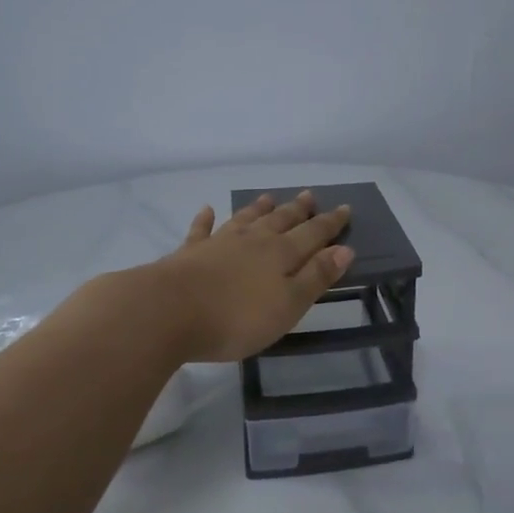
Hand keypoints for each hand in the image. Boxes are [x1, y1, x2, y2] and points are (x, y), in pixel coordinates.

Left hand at [145, 191, 355, 362]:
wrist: (168, 312)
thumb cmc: (236, 317)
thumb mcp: (288, 305)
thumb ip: (316, 277)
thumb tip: (344, 249)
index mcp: (281, 254)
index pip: (313, 233)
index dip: (330, 223)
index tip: (344, 208)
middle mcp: (253, 241)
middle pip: (280, 220)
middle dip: (298, 209)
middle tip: (309, 195)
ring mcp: (219, 243)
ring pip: (245, 219)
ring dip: (258, 208)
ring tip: (269, 197)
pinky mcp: (189, 253)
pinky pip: (201, 230)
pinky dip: (206, 219)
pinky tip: (207, 209)